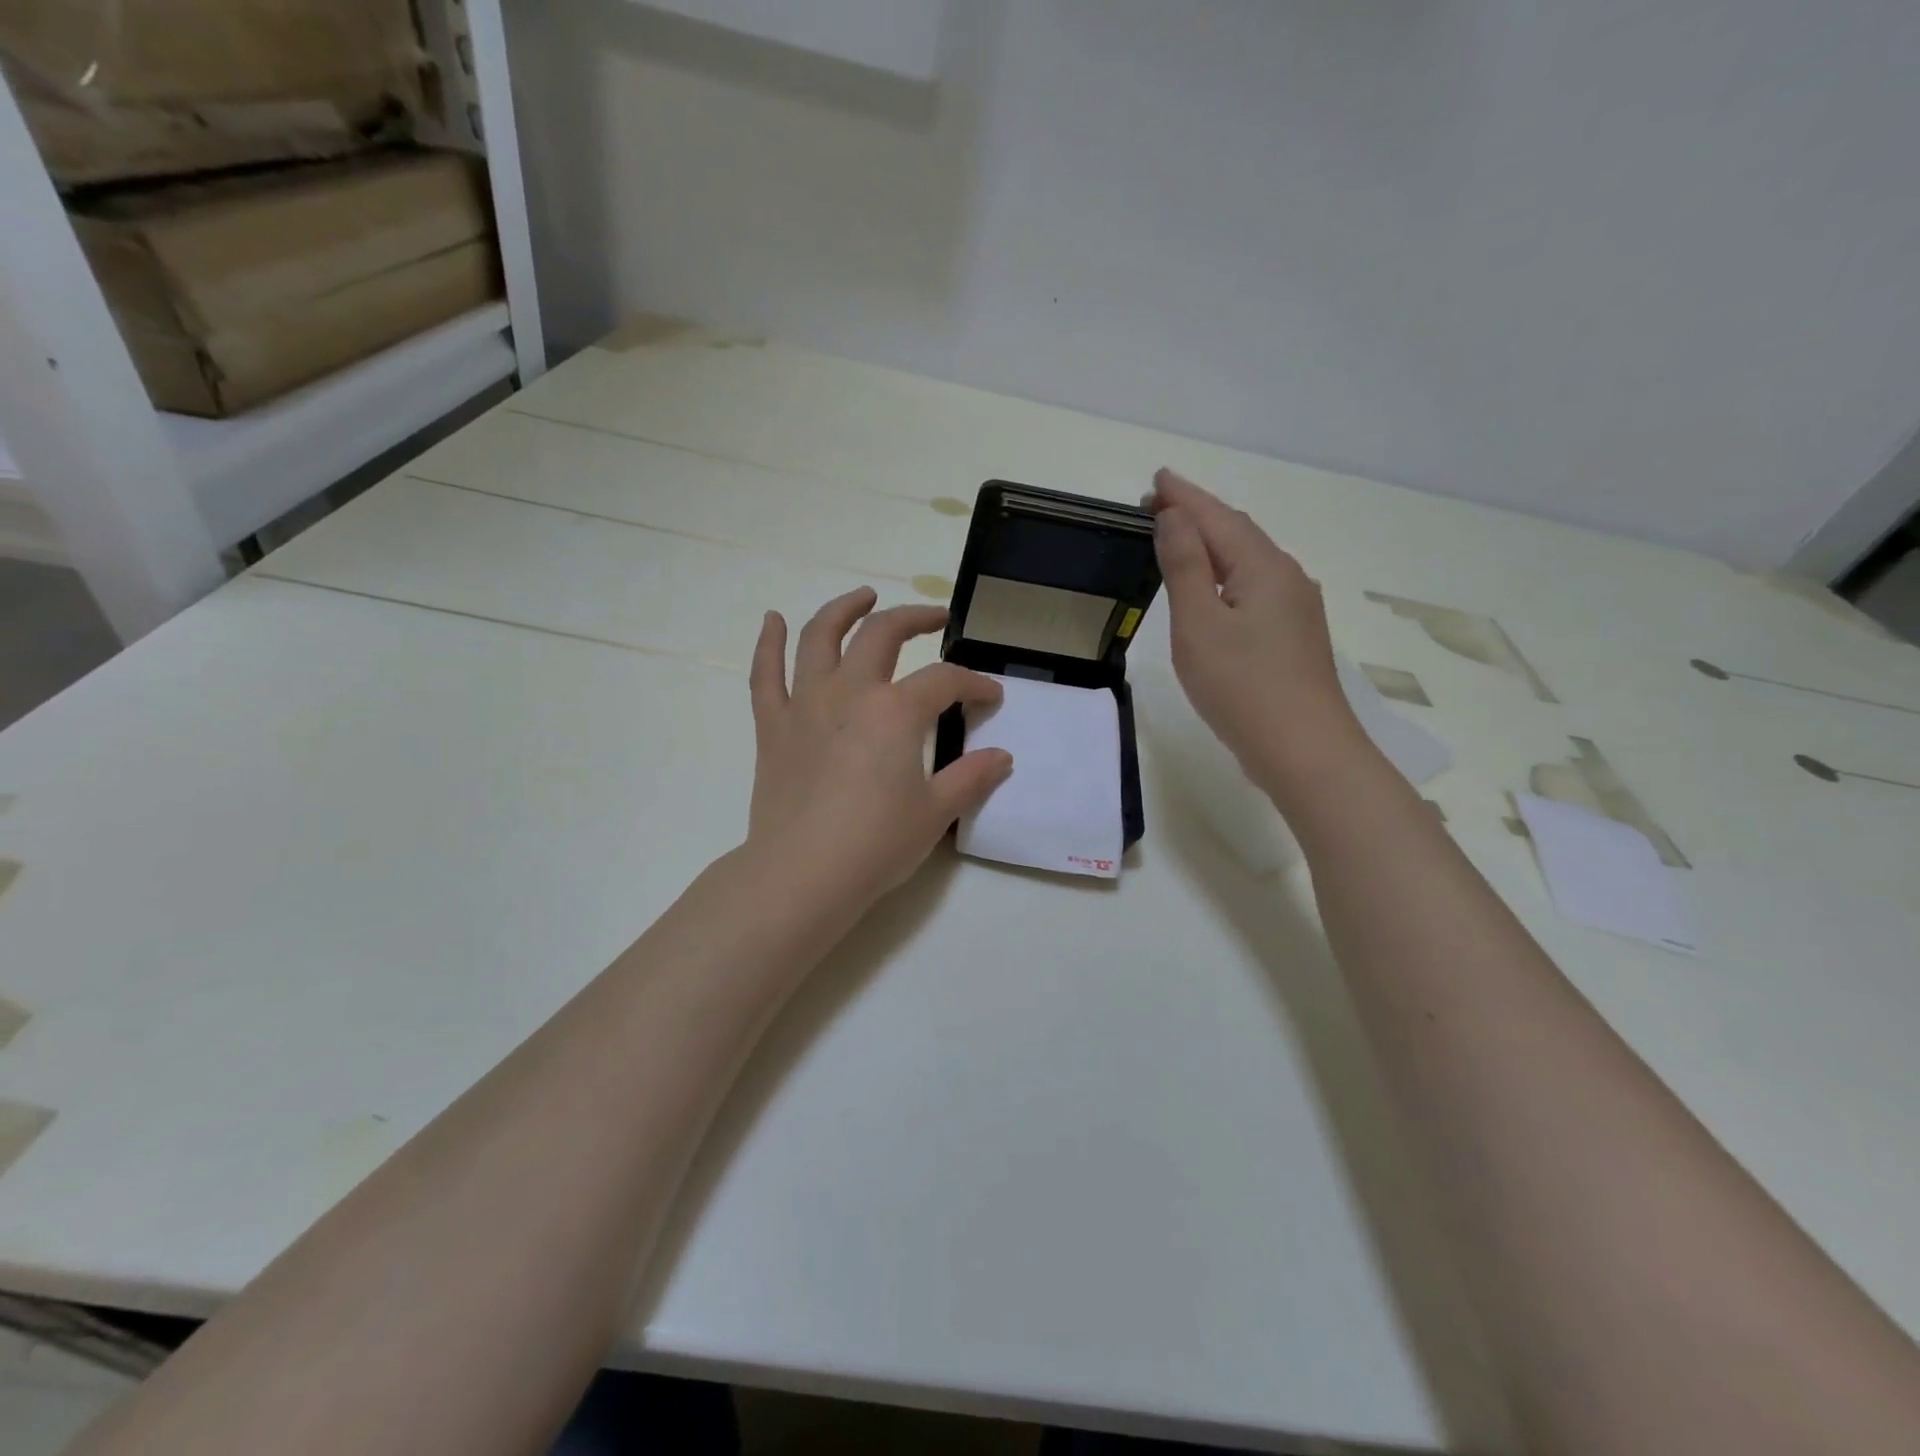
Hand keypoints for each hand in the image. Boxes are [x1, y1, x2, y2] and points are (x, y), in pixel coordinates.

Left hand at [744, 587, 1013, 908]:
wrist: (802, 875)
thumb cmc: (876, 844)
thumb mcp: (936, 813)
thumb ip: (971, 778)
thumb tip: (1002, 757)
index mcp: (895, 711)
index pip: (945, 682)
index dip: (974, 684)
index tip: (990, 697)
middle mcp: (850, 692)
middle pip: (883, 634)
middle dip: (915, 618)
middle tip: (935, 618)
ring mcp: (805, 705)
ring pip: (820, 637)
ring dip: (843, 609)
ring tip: (862, 596)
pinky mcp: (772, 727)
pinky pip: (765, 675)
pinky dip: (768, 643)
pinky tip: (774, 620)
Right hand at [1147, 468, 1364, 789]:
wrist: (1304, 751)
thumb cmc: (1242, 686)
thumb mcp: (1199, 625)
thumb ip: (1185, 567)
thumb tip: (1175, 517)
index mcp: (1263, 568)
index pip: (1217, 517)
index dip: (1184, 497)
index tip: (1156, 479)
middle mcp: (1287, 578)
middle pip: (1238, 533)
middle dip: (1198, 515)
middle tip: (1159, 503)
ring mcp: (1296, 609)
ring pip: (1249, 561)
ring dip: (1213, 543)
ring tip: (1181, 537)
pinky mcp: (1293, 638)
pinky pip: (1255, 588)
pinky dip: (1226, 574)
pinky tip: (1216, 588)